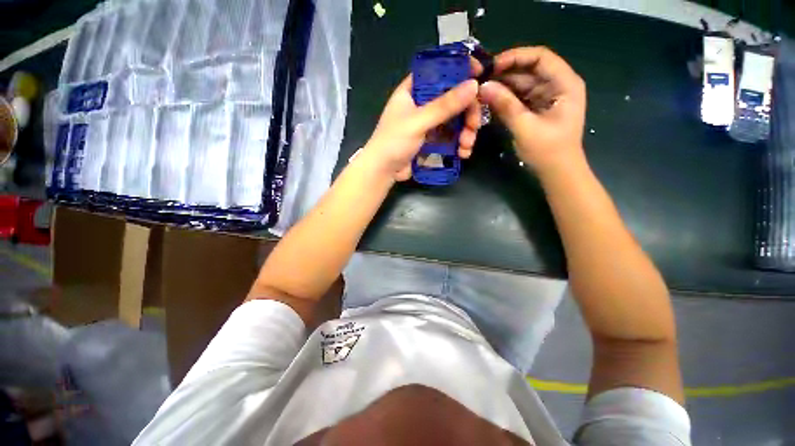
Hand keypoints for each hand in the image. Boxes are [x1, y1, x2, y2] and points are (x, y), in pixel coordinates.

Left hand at [363, 74, 480, 180]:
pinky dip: (458, 144)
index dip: (460, 70)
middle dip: (467, 113)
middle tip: (474, 126)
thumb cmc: (393, 142)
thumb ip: (444, 105)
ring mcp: (428, 123)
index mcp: (413, 90)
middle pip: (452, 98)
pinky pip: (450, 137)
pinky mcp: (431, 141)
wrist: (383, 171)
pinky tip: (463, 154)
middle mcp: (422, 104)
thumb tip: (474, 85)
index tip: (479, 74)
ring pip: (454, 120)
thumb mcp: (418, 122)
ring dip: (465, 132)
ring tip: (467, 146)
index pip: (439, 71)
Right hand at [478, 47, 586, 176]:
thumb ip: (505, 105)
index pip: (540, 57)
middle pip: (529, 69)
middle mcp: (557, 85)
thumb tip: (482, 87)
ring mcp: (547, 97)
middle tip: (480, 80)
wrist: (557, 172)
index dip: (515, 57)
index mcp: (565, 83)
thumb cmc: (548, 151)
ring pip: (522, 83)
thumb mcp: (525, 127)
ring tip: (481, 90)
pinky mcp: (537, 108)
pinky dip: (505, 98)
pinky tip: (489, 100)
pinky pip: (519, 97)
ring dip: (502, 86)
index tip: (491, 66)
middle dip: (505, 73)